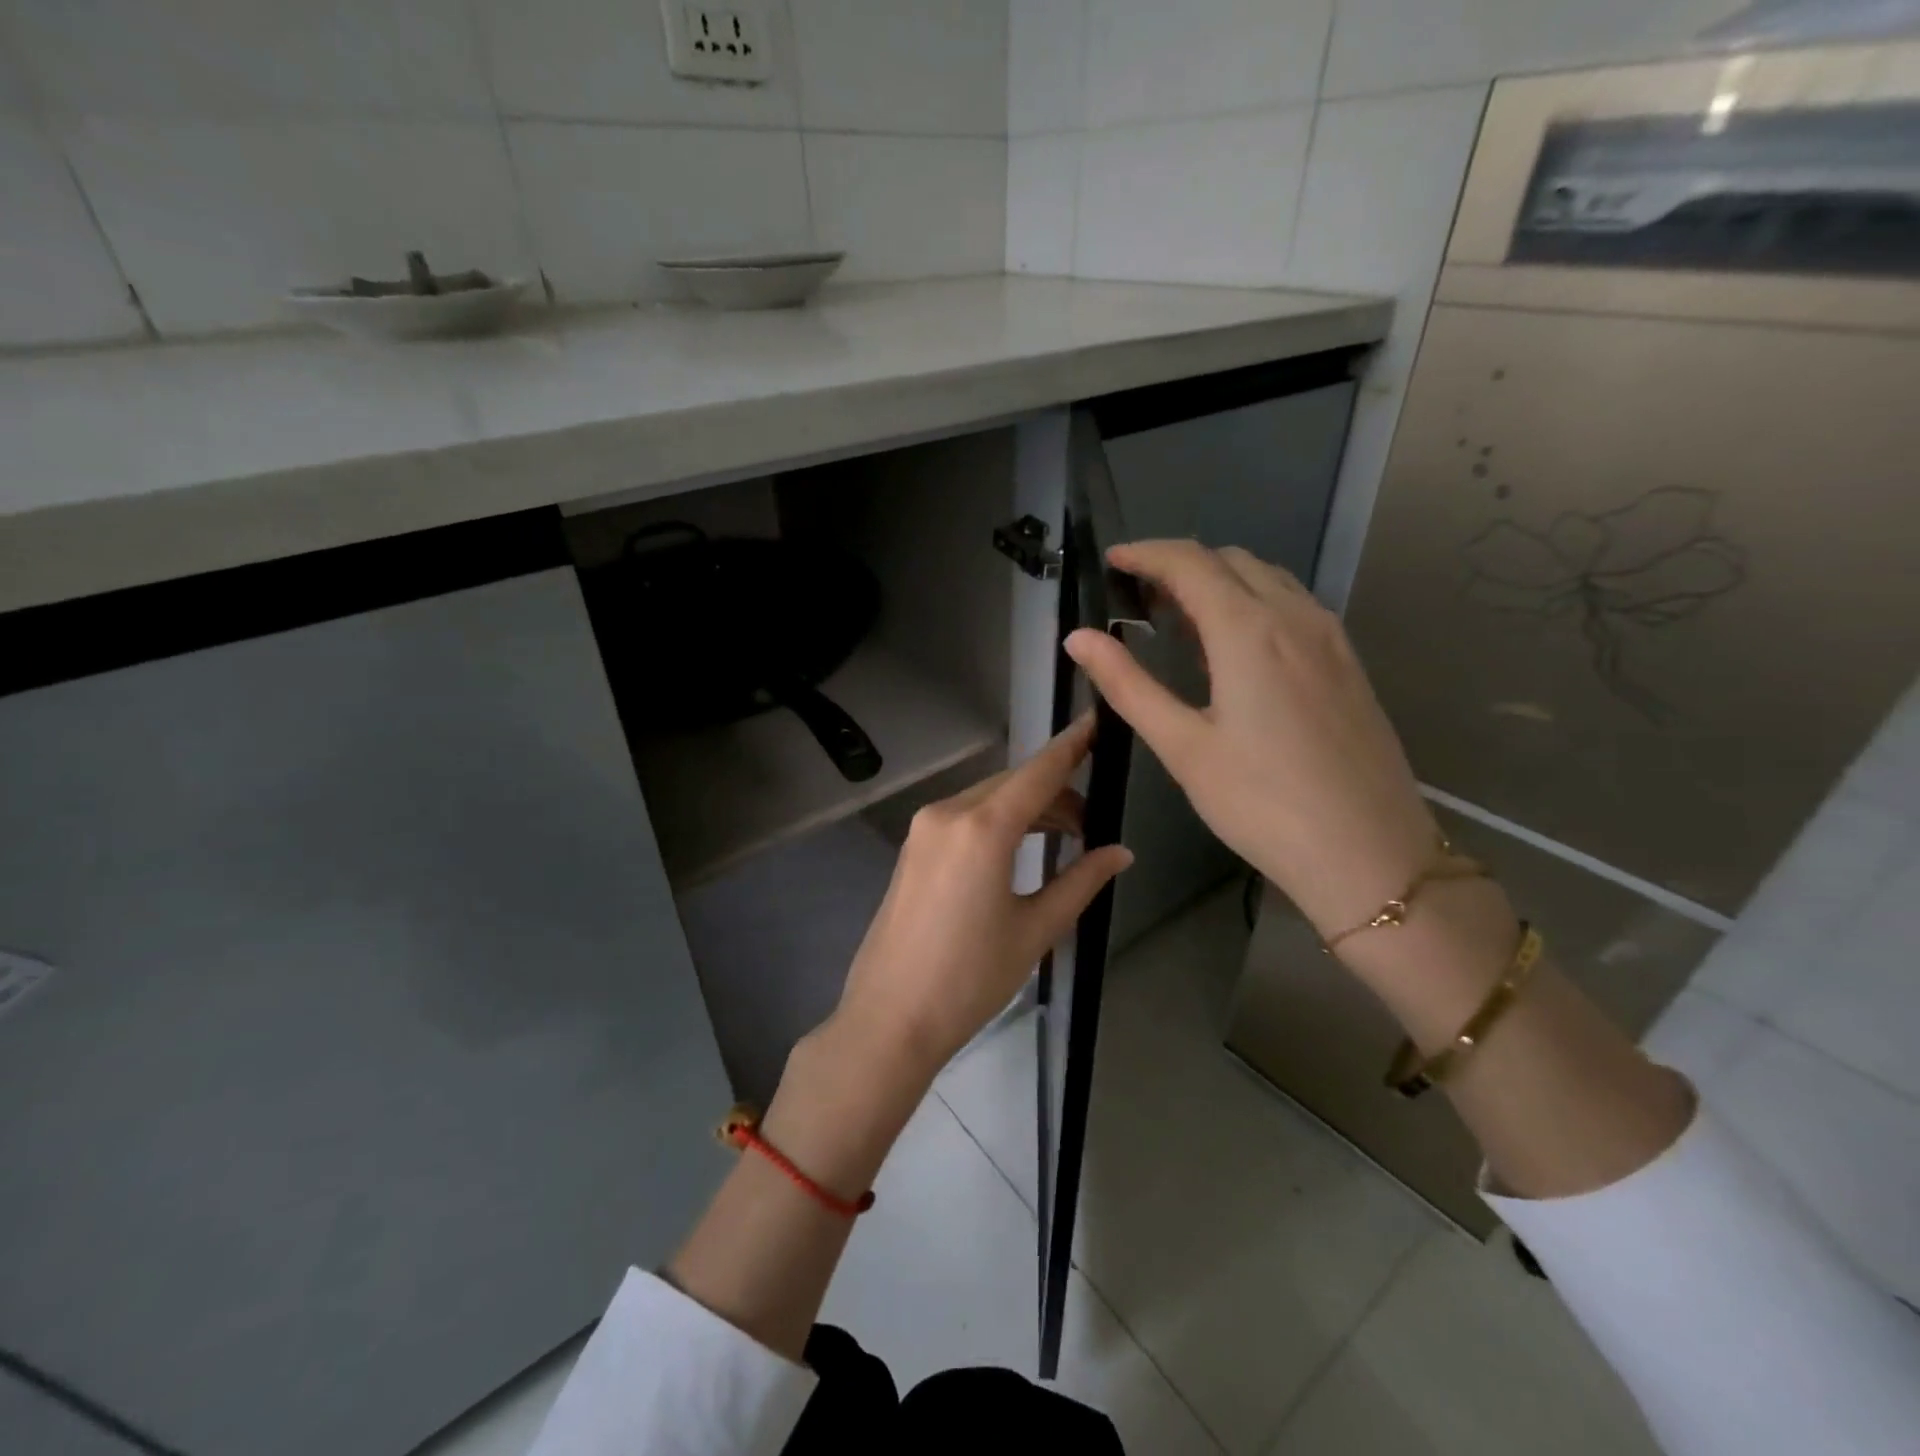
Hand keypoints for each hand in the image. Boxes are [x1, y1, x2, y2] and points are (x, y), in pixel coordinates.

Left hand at [828, 713, 1133, 1080]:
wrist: (890, 1019)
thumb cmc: (970, 978)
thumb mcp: (1035, 930)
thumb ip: (1081, 881)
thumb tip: (1120, 852)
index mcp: (982, 828)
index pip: (1038, 772)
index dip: (1072, 746)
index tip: (1098, 722)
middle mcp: (947, 813)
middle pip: (1012, 784)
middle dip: (1055, 793)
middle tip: (1092, 823)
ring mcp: (923, 829)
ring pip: (987, 799)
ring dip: (1027, 809)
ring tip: (1065, 839)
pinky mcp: (912, 849)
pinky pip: (964, 818)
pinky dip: (998, 822)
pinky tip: (1020, 849)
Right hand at [1065, 540, 1437, 939]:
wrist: (1370, 853)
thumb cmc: (1263, 804)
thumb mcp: (1184, 747)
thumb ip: (1128, 685)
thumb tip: (1079, 638)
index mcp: (1248, 631)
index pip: (1190, 563)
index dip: (1146, 553)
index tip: (1113, 561)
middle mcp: (1294, 617)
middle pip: (1231, 560)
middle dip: (1180, 563)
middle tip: (1138, 595)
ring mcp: (1330, 637)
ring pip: (1268, 578)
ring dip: (1220, 579)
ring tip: (1180, 616)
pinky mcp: (1347, 662)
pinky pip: (1294, 604)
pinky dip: (1254, 601)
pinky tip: (1236, 645)